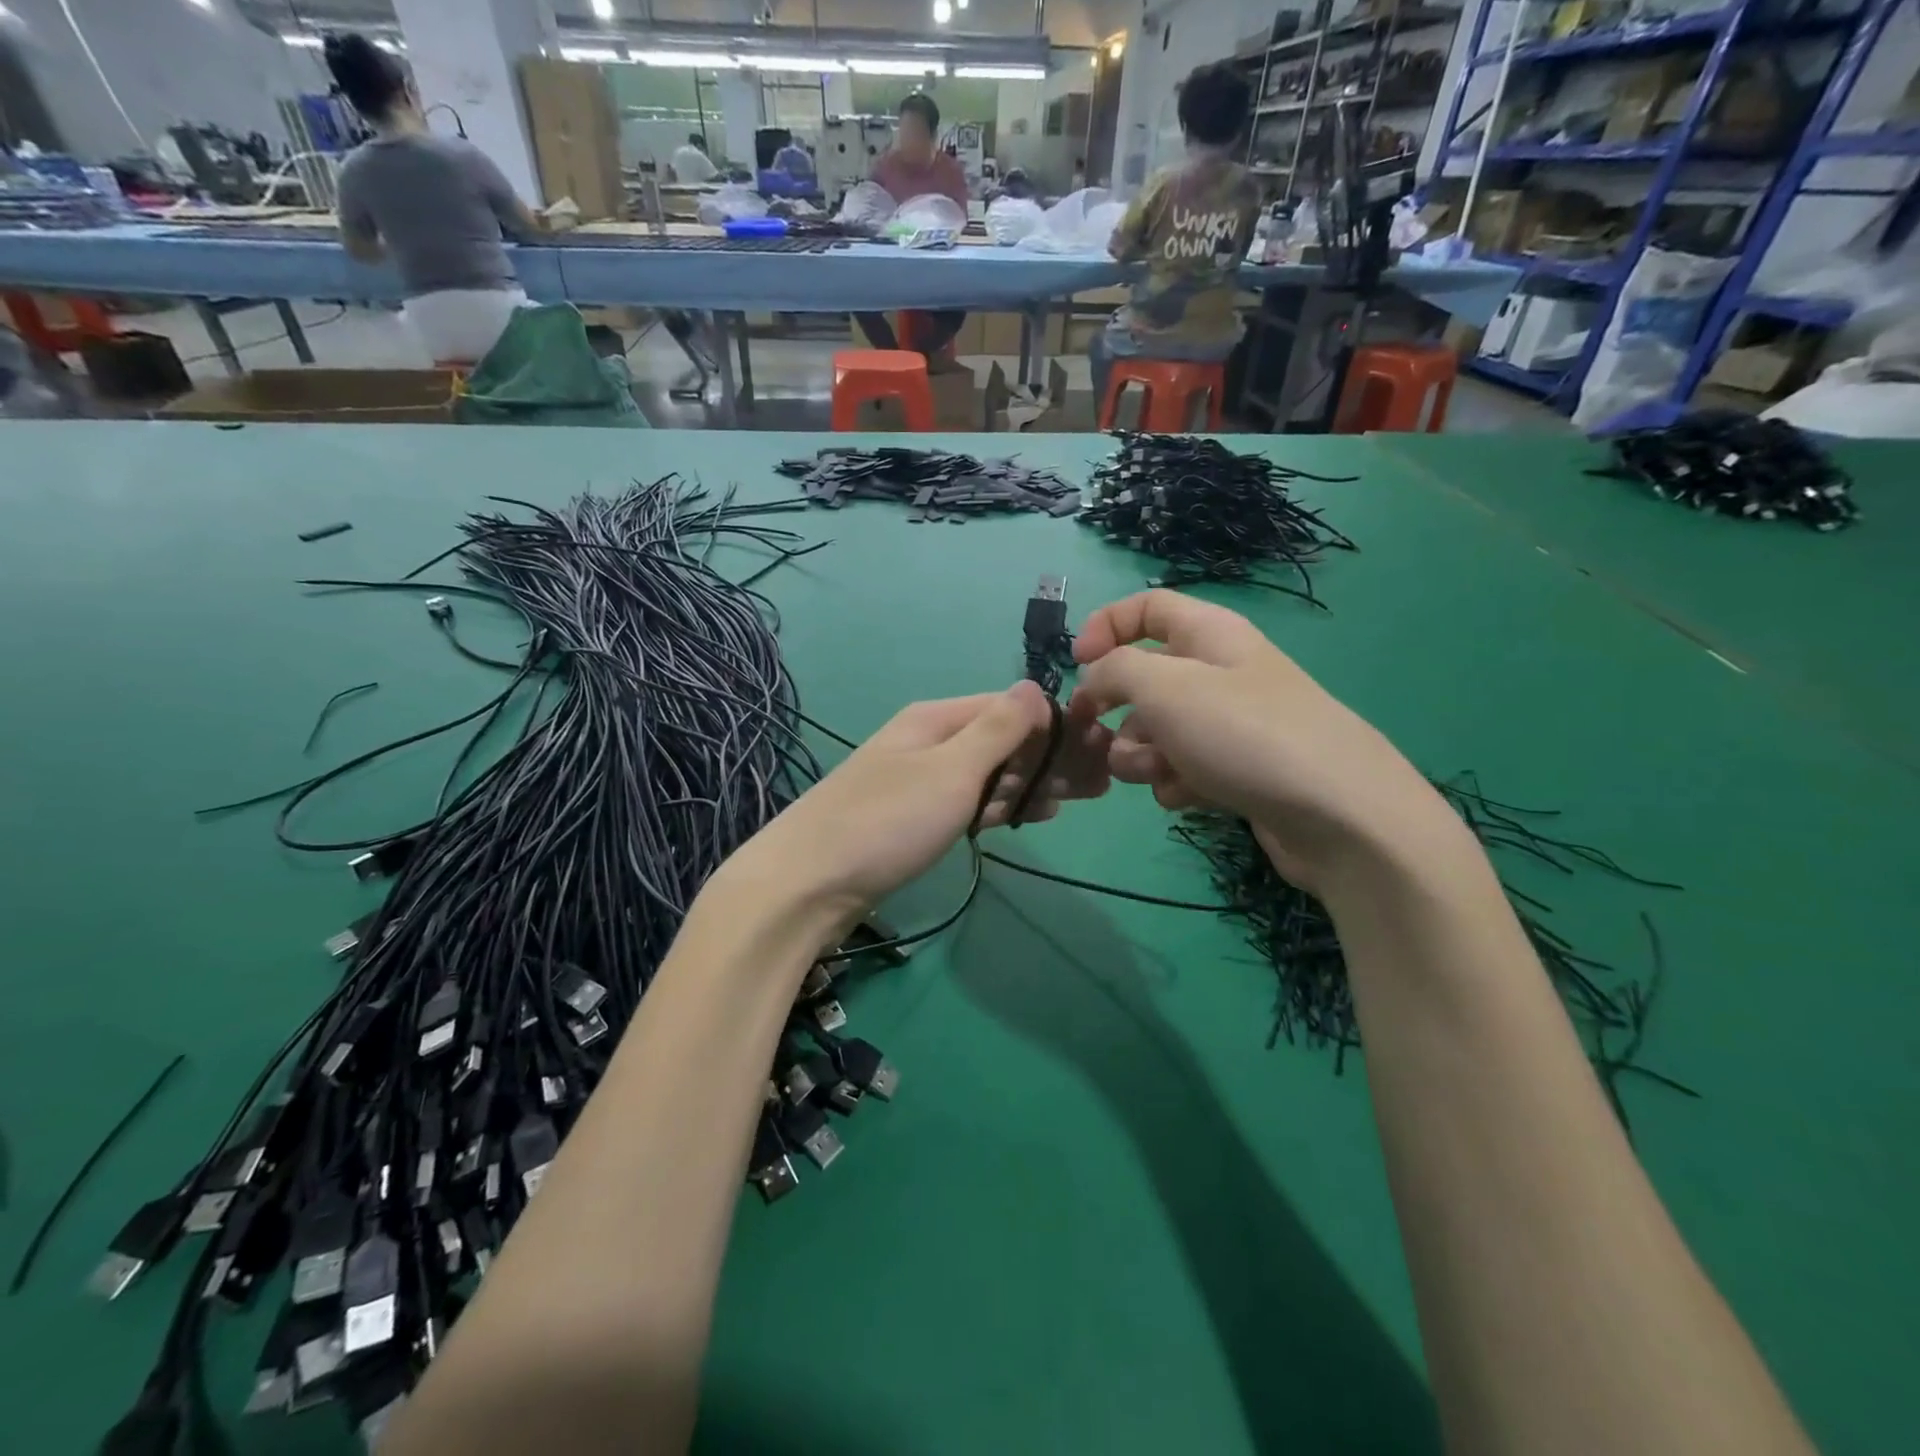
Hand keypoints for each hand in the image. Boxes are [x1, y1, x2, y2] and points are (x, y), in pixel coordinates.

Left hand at [719, 681, 1110, 924]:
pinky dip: (999, 806)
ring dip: (1030, 784)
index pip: (1010, 708)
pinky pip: (968, 802)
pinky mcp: (912, 817)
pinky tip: (1027, 817)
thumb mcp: (950, 769)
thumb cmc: (886, 821)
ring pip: (988, 774)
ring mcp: (919, 780)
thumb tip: (1037, 686)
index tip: (1100, 751)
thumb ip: (997, 729)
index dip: (1056, 727)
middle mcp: (929, 741)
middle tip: (1099, 787)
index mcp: (937, 718)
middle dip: (1050, 760)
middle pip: (1002, 741)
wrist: (807, 883)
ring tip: (1073, 803)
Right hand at [1070, 590, 1455, 893]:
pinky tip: (1189, 798)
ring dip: (1141, 754)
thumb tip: (1094, 683)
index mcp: (1208, 633)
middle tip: (1101, 739)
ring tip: (1161, 775)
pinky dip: (1175, 782)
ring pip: (1155, 730)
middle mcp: (1218, 672)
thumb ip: (1113, 671)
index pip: (1146, 607)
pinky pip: (1181, 768)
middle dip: (1116, 711)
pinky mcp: (1235, 771)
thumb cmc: (1244, 734)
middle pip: (1143, 678)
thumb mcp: (1164, 687)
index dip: (1104, 628)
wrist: (1338, 814)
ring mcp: (1228, 724)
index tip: (1077, 667)